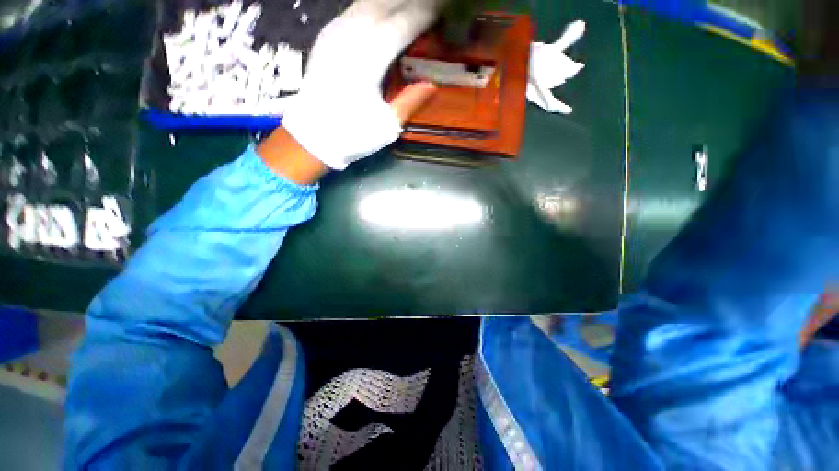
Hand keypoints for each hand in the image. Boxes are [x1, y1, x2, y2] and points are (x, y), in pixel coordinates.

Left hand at [279, 0, 445, 170]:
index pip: (401, 26)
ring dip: (391, 1)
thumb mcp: (386, 127)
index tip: (441, 13)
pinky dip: (372, 6)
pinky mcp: (327, 36)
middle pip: (385, 5)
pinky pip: (353, 10)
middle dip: (410, 3)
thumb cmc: (352, 134)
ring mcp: (335, 33)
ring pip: (367, 2)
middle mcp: (351, 38)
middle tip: (430, 6)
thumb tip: (433, 84)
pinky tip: (382, 11)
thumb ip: (410, 103)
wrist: (313, 135)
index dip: (423, 16)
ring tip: (409, 6)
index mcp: (368, 61)